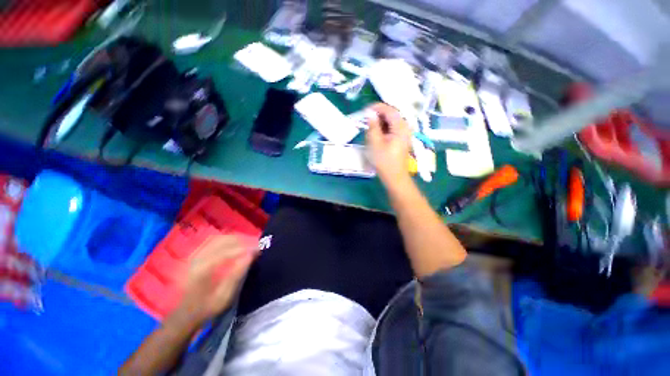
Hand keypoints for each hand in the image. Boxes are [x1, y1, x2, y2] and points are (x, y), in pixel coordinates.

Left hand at [174, 235, 256, 324]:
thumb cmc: (206, 309)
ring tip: (247, 245)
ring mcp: (196, 255)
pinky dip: (227, 241)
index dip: (247, 248)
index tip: (259, 250)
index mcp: (205, 269)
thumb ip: (237, 274)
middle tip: (254, 247)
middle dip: (242, 241)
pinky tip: (234, 246)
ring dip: (235, 239)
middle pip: (224, 240)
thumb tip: (251, 255)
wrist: (184, 315)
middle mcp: (199, 258)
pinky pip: (214, 242)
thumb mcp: (225, 297)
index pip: (230, 251)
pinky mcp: (196, 256)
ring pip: (219, 238)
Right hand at [365, 103, 411, 186]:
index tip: (365, 110)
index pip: (390, 110)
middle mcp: (405, 128)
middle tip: (366, 120)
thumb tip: (370, 113)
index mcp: (401, 127)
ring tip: (370, 128)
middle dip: (379, 115)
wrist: (394, 177)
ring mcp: (404, 134)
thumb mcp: (375, 143)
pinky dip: (384, 129)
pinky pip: (393, 129)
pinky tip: (377, 135)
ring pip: (392, 122)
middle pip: (392, 115)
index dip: (377, 107)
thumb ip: (372, 126)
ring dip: (380, 122)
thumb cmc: (384, 161)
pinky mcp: (402, 139)